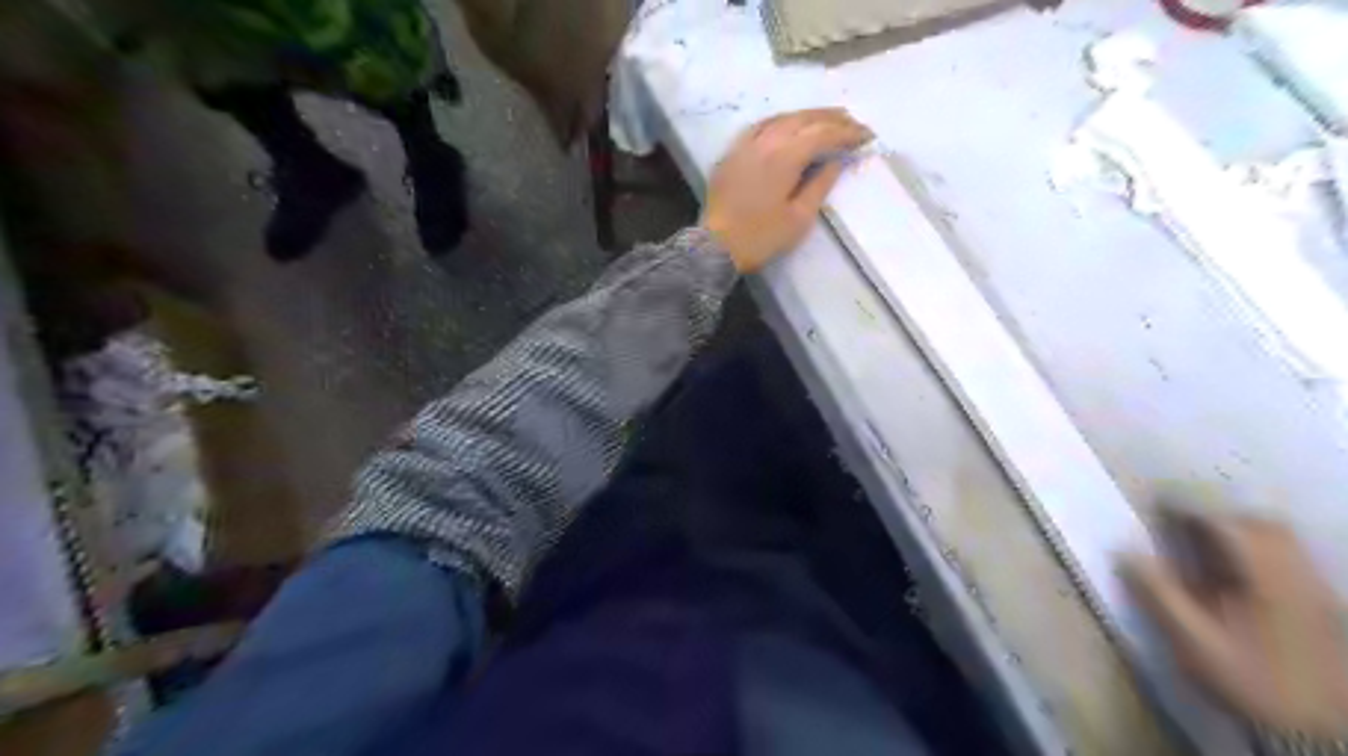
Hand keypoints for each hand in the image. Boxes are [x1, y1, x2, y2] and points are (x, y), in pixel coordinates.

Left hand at [706, 106, 875, 271]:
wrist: (715, 246)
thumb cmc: (761, 237)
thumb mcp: (798, 218)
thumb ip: (820, 185)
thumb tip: (836, 162)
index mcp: (785, 156)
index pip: (823, 134)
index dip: (847, 133)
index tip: (867, 136)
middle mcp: (765, 141)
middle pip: (803, 119)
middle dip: (831, 118)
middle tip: (852, 122)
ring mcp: (745, 144)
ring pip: (781, 118)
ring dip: (807, 116)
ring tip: (826, 119)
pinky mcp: (731, 153)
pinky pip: (760, 126)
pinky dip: (781, 121)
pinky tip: (788, 126)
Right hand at [1124, 515, 1347, 737]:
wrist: (1319, 730)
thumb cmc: (1249, 680)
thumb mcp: (1193, 641)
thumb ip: (1158, 593)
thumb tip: (1123, 552)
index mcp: (1263, 576)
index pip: (1223, 523)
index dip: (1186, 507)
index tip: (1155, 503)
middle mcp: (1295, 573)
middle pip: (1259, 522)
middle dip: (1217, 513)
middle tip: (1180, 519)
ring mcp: (1316, 589)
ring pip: (1281, 538)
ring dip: (1240, 528)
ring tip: (1205, 538)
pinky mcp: (1324, 605)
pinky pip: (1293, 557)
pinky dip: (1261, 547)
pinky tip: (1239, 565)